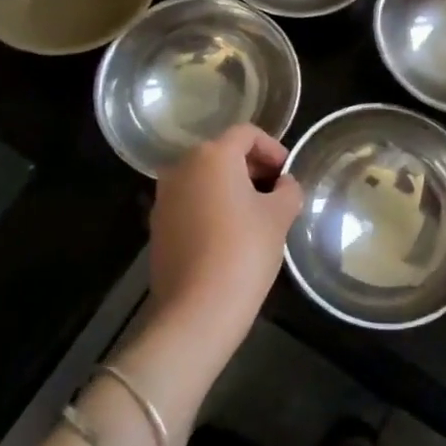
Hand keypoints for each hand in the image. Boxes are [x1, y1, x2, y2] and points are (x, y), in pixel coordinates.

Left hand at [147, 124, 304, 344]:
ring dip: (231, 187)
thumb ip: (288, 190)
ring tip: (256, 214)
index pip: (246, 134)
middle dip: (252, 167)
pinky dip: (211, 207)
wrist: (196, 311)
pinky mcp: (157, 226)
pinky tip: (230, 234)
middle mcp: (182, 168)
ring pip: (204, 178)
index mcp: (212, 156)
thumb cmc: (244, 251)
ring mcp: (164, 198)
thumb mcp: (280, 216)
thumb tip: (283, 185)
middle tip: (276, 191)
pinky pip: (191, 202)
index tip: (288, 171)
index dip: (272, 148)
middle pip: (222, 153)